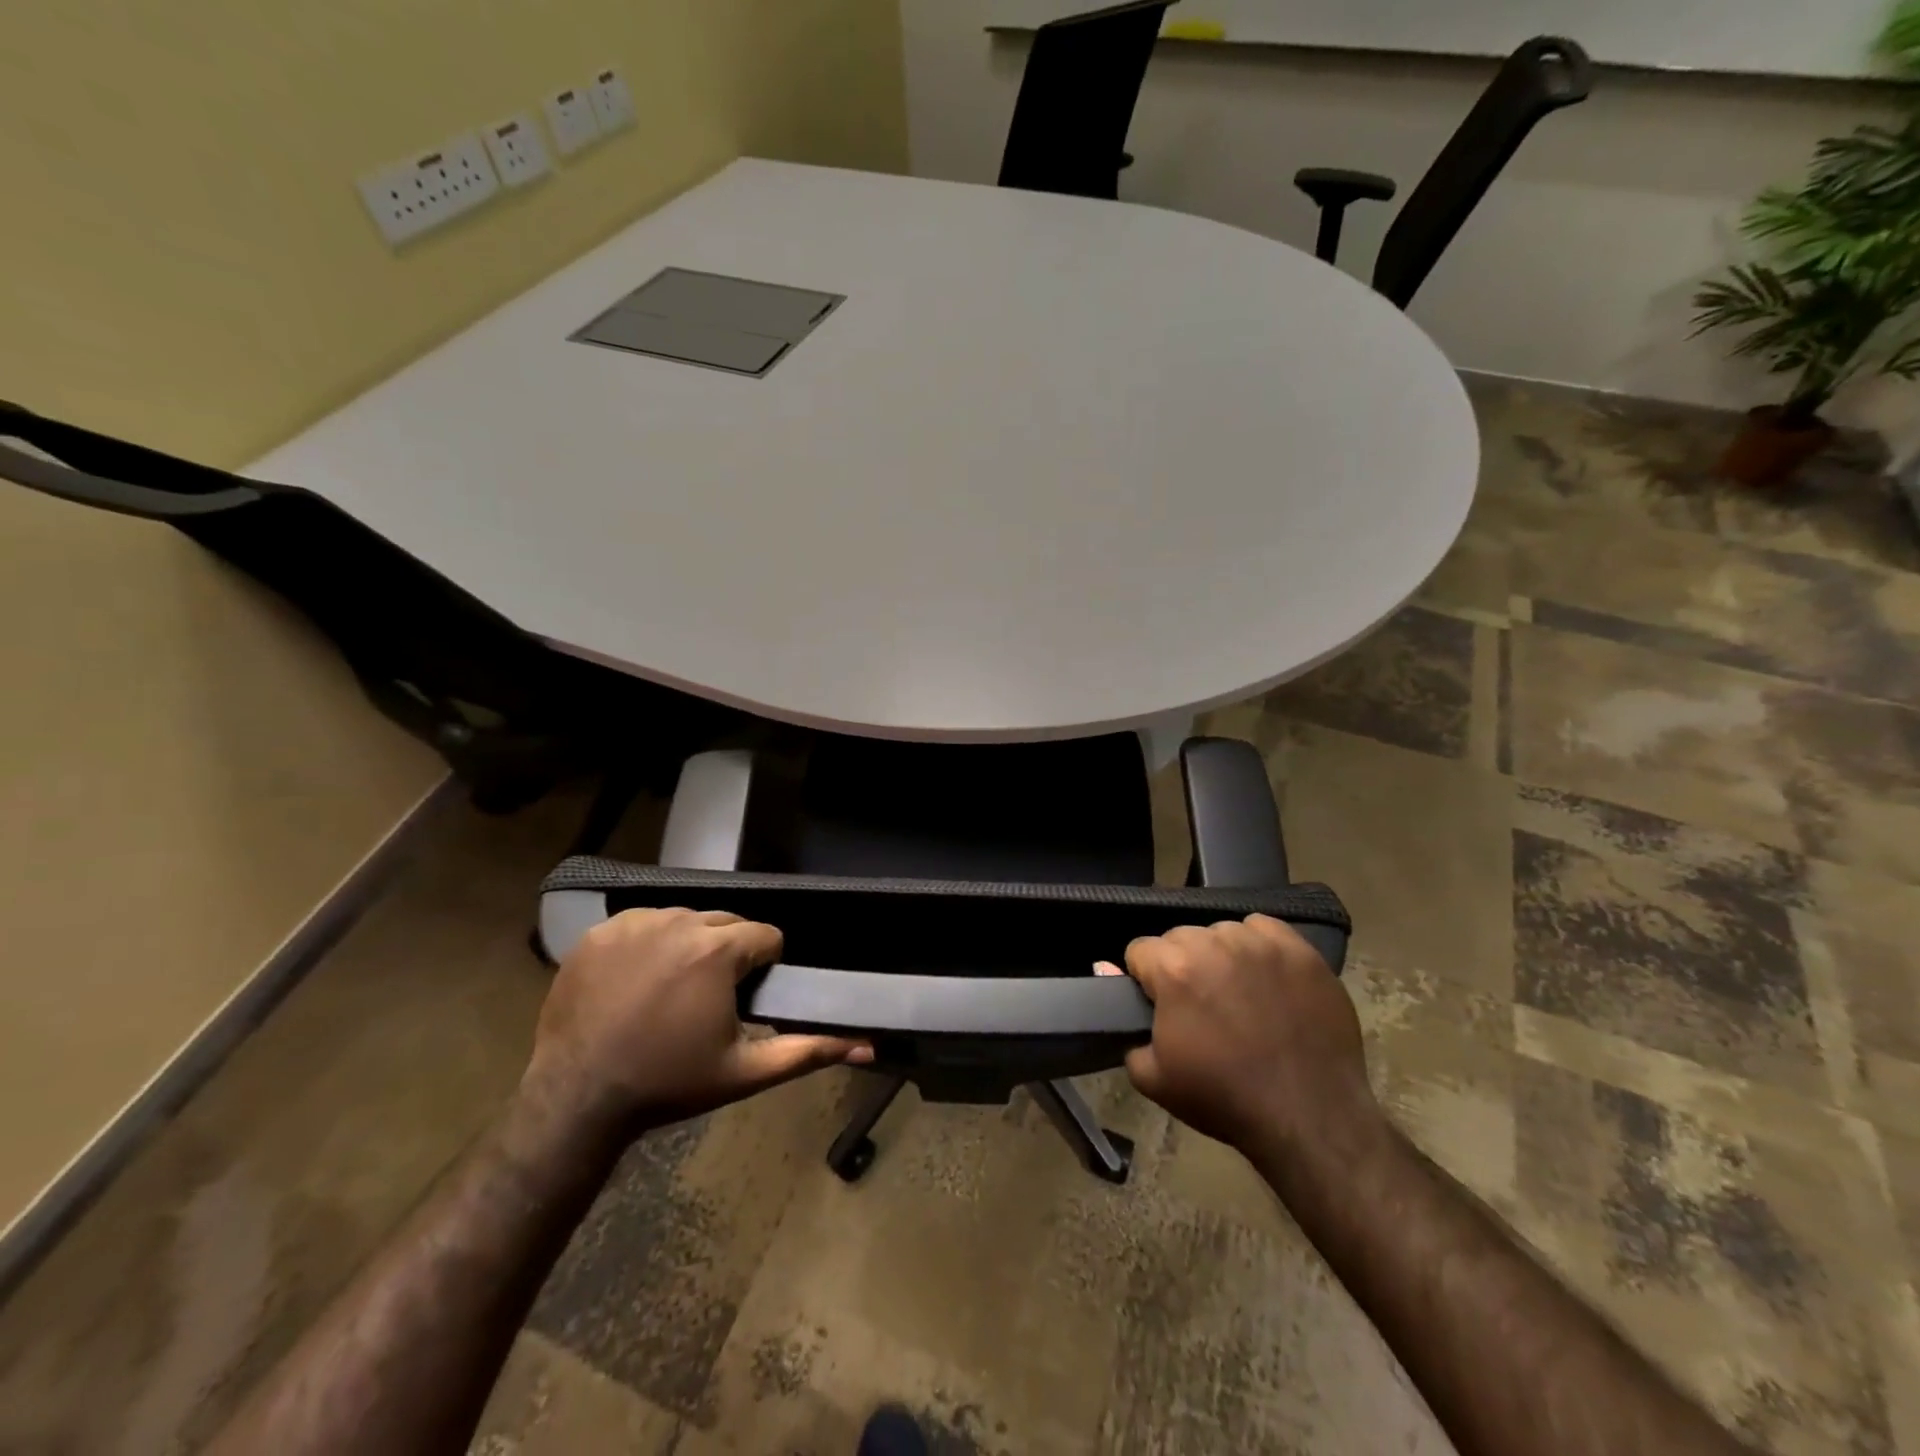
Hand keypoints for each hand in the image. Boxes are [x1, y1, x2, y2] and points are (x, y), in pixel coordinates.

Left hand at [522, 908, 870, 1140]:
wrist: (577, 1099)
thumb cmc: (669, 1084)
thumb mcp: (745, 1071)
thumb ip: (809, 1051)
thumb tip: (867, 1044)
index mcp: (718, 951)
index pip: (766, 936)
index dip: (763, 968)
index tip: (744, 999)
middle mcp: (678, 922)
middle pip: (726, 923)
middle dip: (728, 954)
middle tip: (709, 999)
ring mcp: (634, 923)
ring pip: (685, 919)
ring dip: (690, 945)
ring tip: (672, 991)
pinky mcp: (599, 932)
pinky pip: (642, 923)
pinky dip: (648, 943)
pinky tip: (637, 981)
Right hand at [1110, 914, 1377, 1157]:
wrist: (1309, 1117)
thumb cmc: (1224, 1098)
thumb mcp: (1153, 1076)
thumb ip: (1124, 1023)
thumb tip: (1105, 971)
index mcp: (1173, 968)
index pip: (1139, 950)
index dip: (1145, 979)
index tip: (1160, 1006)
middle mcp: (1213, 942)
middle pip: (1179, 938)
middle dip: (1180, 965)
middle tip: (1199, 1006)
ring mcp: (1259, 943)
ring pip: (1221, 932)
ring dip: (1219, 955)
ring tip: (1236, 993)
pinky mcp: (1298, 949)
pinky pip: (1263, 928)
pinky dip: (1257, 946)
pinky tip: (1265, 978)